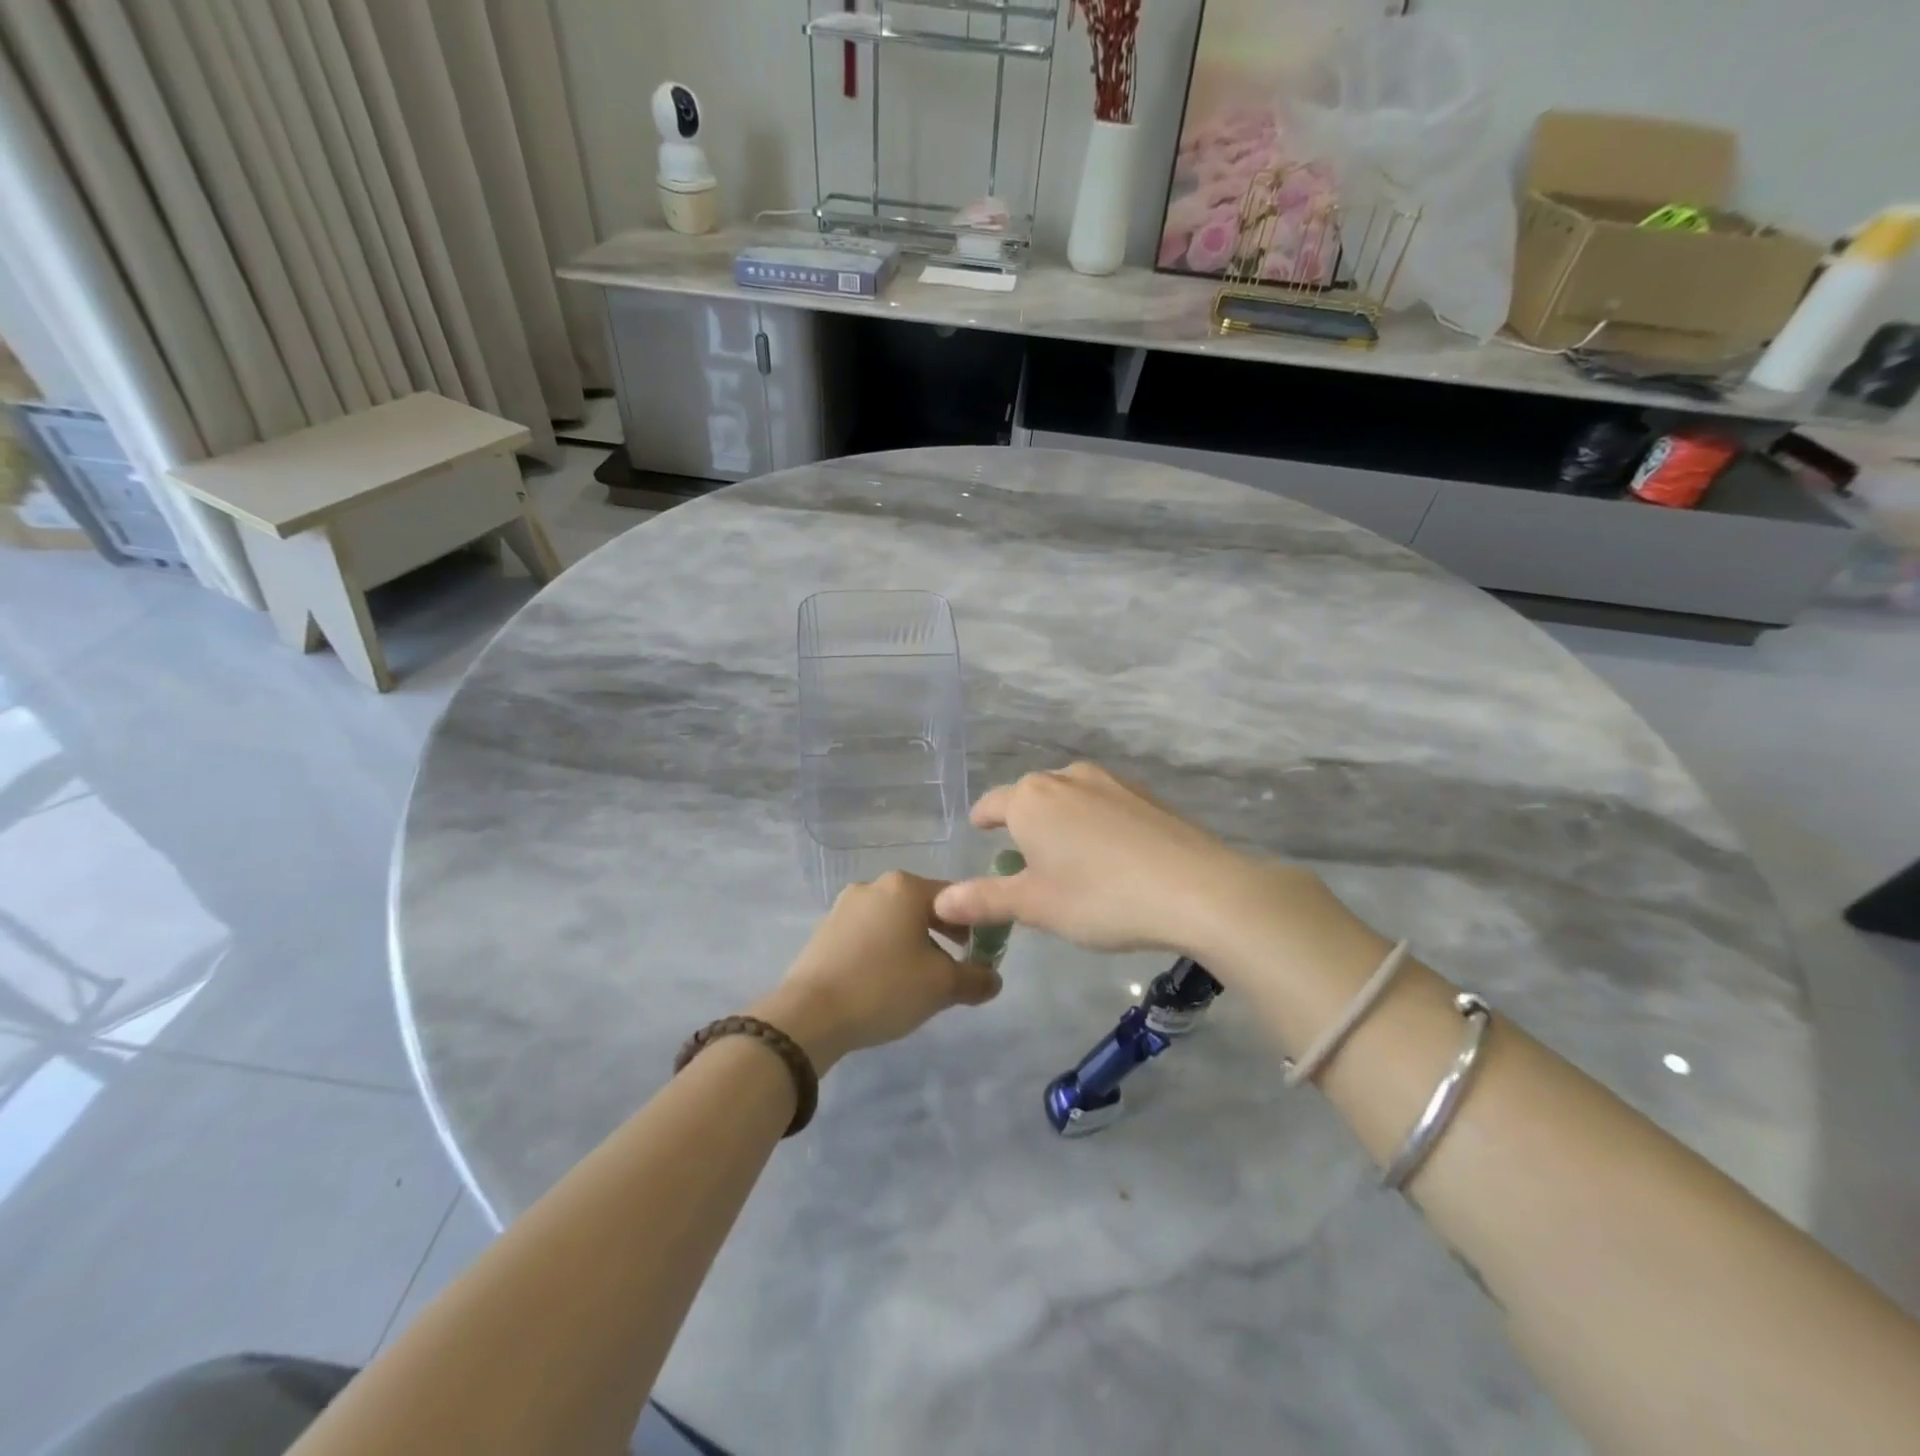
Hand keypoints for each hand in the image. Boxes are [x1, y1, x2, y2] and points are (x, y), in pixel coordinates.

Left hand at [752, 872, 998, 1071]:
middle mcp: (874, 886)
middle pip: (923, 906)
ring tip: (921, 979)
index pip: (956, 896)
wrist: (809, 1015)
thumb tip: (993, 979)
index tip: (983, 952)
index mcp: (905, 887)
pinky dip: (885, 951)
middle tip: (957, 966)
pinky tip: (886, 982)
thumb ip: (976, 978)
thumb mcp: (942, 986)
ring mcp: (845, 906)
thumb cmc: (884, 987)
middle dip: (944, 934)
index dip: (976, 923)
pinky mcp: (825, 930)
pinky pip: (868, 934)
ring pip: (894, 921)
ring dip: (914, 943)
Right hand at [931, 762, 1318, 961]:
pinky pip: (1103, 804)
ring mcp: (1109, 781)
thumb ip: (984, 899)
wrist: (1196, 888)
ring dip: (1060, 822)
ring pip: (1069, 798)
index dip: (983, 820)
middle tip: (1025, 862)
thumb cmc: (1100, 897)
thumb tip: (939, 900)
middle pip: (1031, 798)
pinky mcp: (1144, 794)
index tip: (980, 831)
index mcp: (1030, 799)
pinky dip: (1094, 823)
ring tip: (1068, 859)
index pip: (992, 805)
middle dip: (1023, 825)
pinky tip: (1111, 855)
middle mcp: (1065, 778)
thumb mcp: (1035, 905)